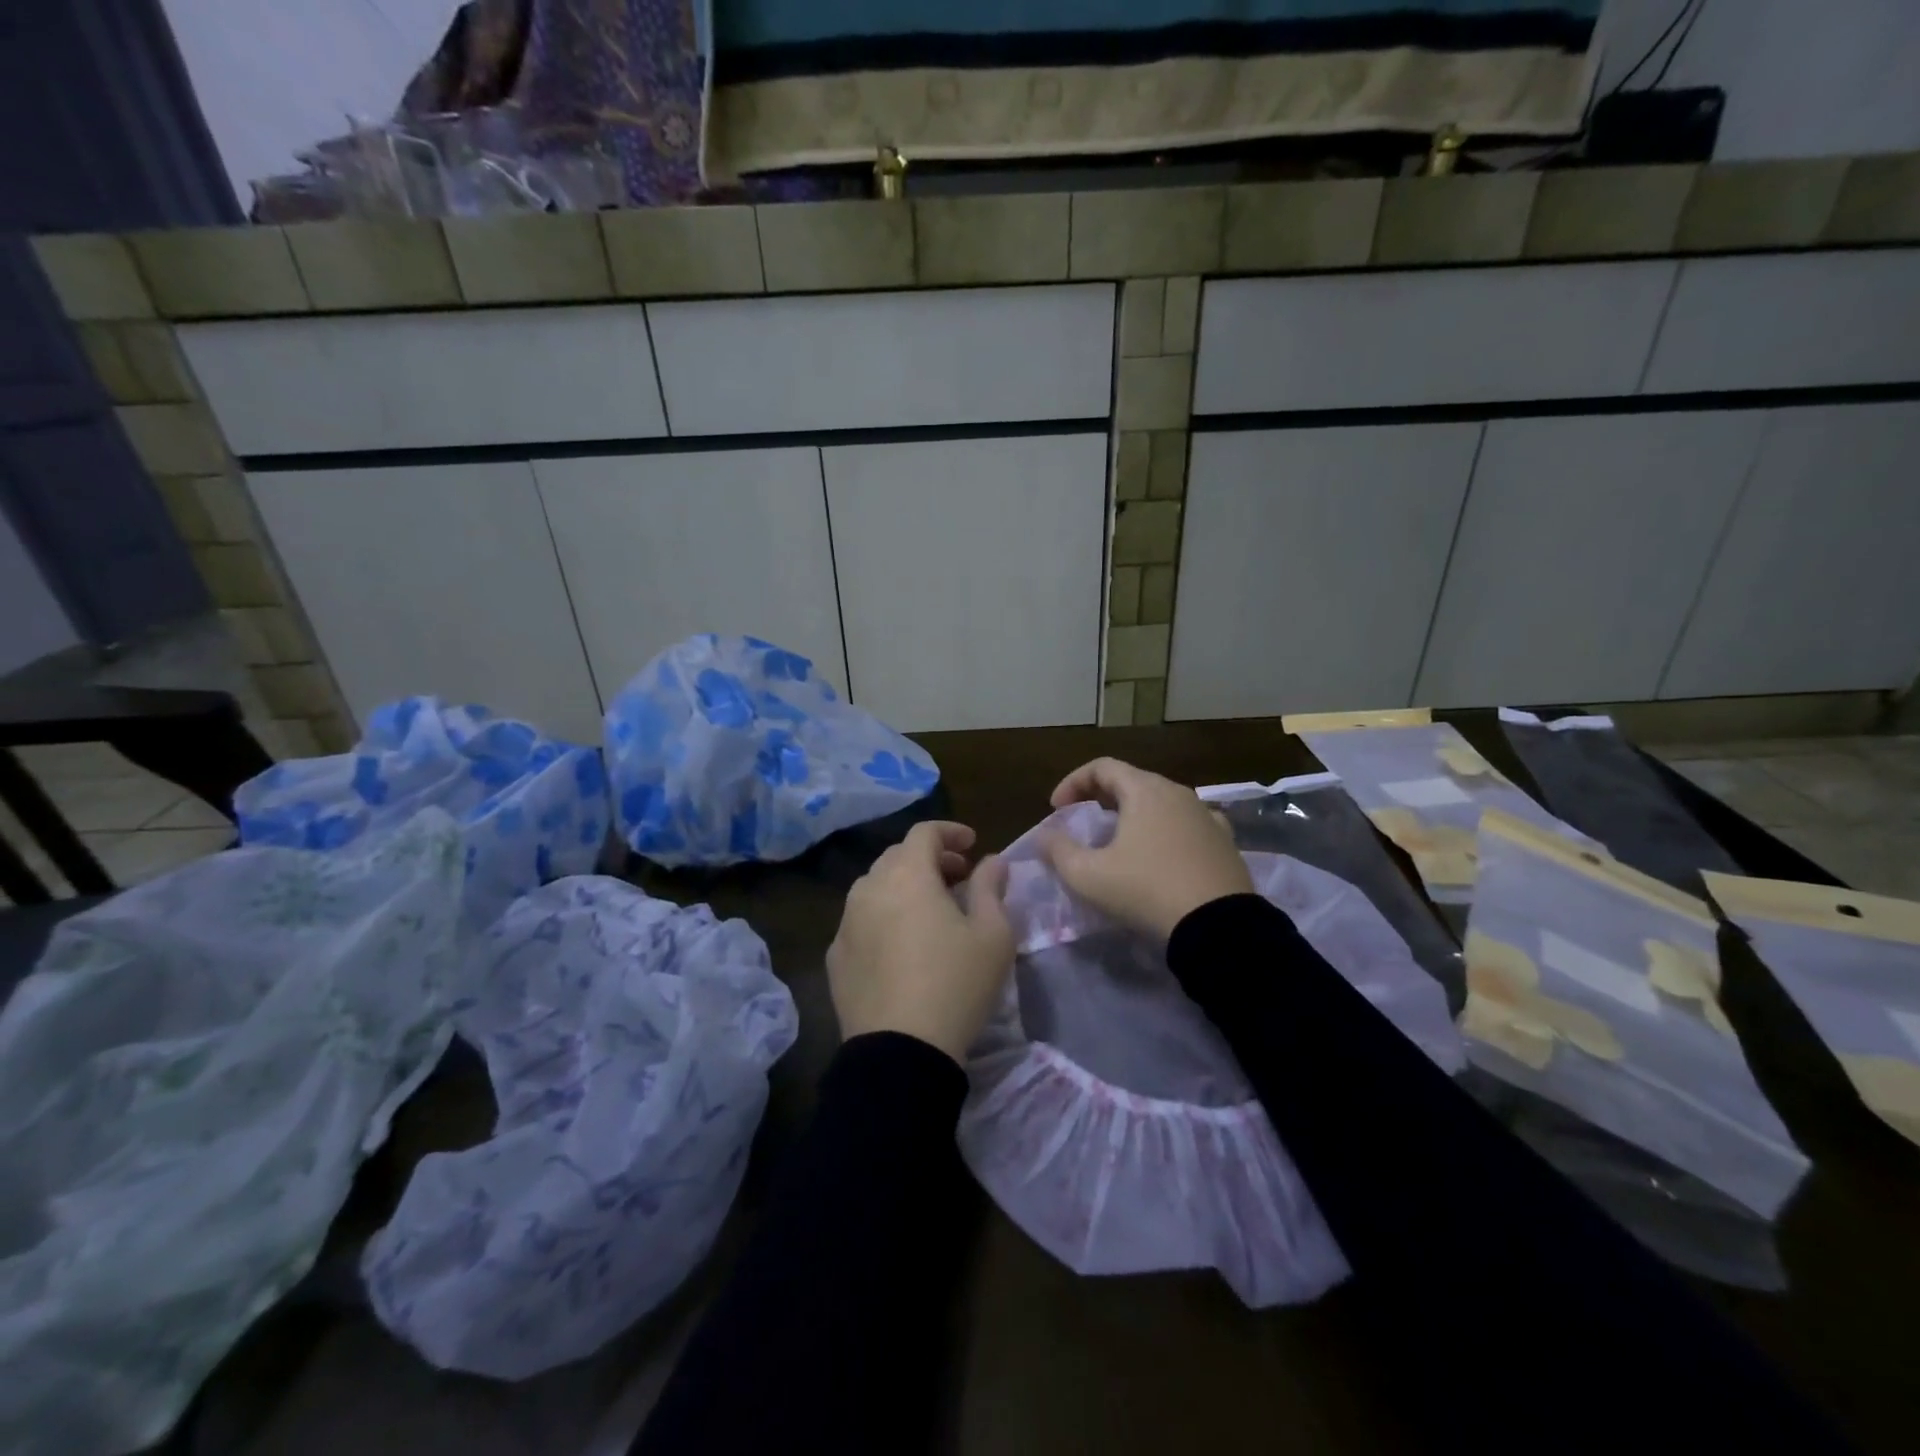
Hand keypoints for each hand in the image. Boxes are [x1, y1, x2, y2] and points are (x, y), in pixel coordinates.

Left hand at [827, 821, 1014, 1063]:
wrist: (900, 1051)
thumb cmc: (956, 984)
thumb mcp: (993, 934)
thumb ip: (991, 887)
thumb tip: (992, 861)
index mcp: (907, 874)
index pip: (924, 832)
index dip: (951, 832)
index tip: (973, 845)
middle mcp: (869, 888)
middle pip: (898, 856)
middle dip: (930, 858)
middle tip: (958, 877)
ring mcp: (846, 922)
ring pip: (875, 886)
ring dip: (904, 885)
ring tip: (930, 910)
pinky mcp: (835, 955)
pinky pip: (861, 919)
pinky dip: (884, 916)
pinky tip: (901, 944)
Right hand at [1040, 757, 1252, 939]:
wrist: (1218, 927)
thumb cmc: (1146, 890)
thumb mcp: (1087, 875)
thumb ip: (1058, 850)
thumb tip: (1044, 835)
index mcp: (1145, 790)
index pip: (1102, 767)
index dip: (1072, 782)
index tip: (1056, 810)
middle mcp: (1178, 792)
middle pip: (1132, 781)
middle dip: (1101, 796)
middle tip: (1083, 821)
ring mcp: (1206, 815)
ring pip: (1161, 802)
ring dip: (1134, 813)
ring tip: (1119, 840)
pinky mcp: (1225, 841)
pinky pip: (1187, 824)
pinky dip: (1165, 830)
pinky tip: (1160, 854)